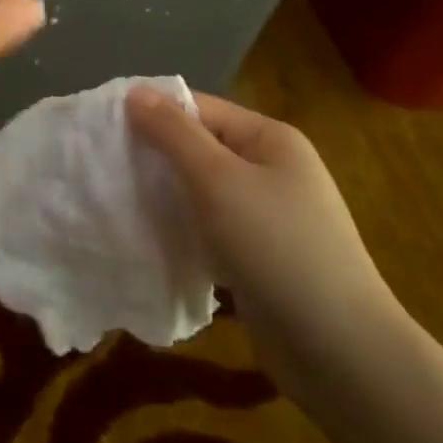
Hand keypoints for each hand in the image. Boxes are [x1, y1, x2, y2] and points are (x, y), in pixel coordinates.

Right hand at [127, 89, 407, 395]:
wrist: (340, 352)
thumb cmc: (277, 247)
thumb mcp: (218, 180)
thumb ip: (174, 134)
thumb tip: (136, 91)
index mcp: (269, 140)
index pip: (199, 109)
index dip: (152, 113)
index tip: (101, 128)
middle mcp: (270, 170)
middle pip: (199, 149)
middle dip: (154, 157)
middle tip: (102, 167)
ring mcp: (267, 216)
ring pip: (200, 193)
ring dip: (164, 196)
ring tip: (115, 201)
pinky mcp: (257, 257)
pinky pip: (209, 230)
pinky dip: (181, 231)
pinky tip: (148, 239)